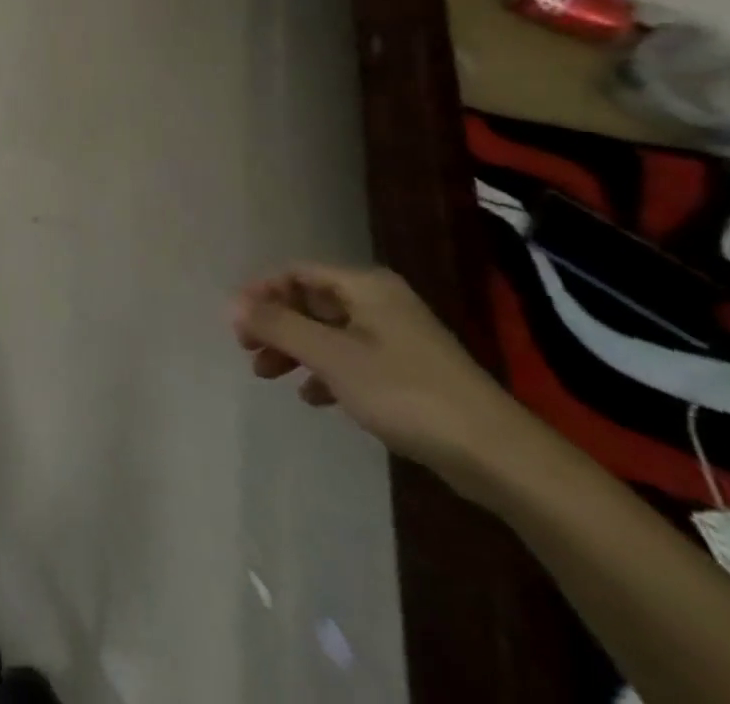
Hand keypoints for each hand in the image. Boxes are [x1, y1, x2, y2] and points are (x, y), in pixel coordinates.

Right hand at [232, 265, 531, 494]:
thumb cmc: (405, 392)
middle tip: (248, 350)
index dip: (261, 292)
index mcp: (364, 286)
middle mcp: (379, 302)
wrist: (497, 456)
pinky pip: (351, 359)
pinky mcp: (409, 372)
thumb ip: (279, 326)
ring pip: (328, 332)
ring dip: (295, 349)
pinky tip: (313, 398)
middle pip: (311, 301)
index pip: (296, 273)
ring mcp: (397, 337)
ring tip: (268, 375)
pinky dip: (325, 372)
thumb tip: (232, 303)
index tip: (236, 323)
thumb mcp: (332, 356)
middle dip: (276, 324)